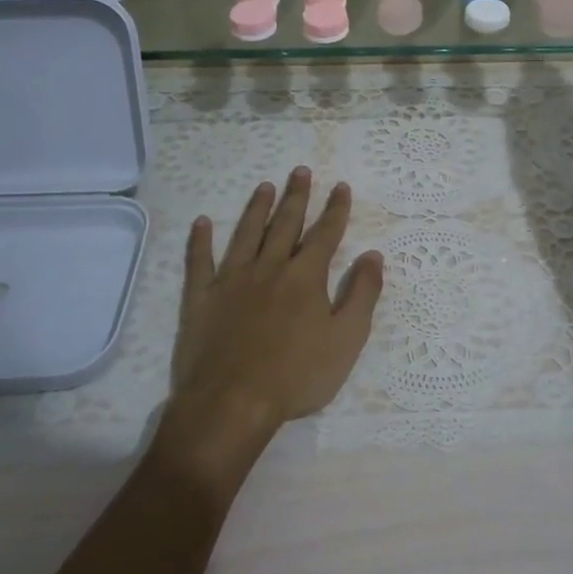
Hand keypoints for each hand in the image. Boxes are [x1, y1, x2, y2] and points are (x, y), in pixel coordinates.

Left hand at [157, 169, 384, 482]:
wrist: (232, 402)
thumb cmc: (297, 376)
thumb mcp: (346, 339)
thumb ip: (362, 294)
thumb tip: (373, 255)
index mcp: (305, 277)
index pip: (325, 234)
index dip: (335, 210)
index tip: (341, 186)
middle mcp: (269, 268)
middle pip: (285, 224)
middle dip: (296, 197)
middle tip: (300, 171)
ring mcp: (231, 280)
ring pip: (246, 234)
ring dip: (256, 208)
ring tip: (264, 185)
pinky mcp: (201, 298)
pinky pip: (199, 262)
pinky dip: (200, 241)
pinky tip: (202, 222)